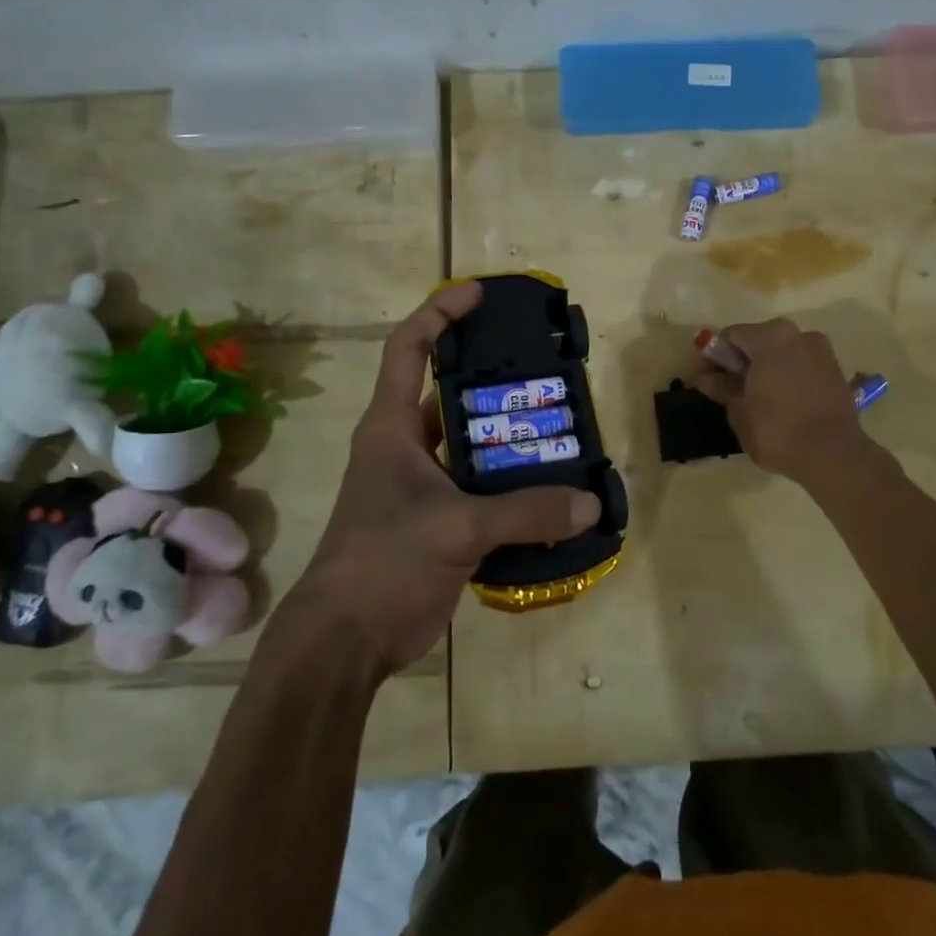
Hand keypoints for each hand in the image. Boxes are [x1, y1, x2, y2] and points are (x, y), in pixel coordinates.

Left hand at [281, 282, 600, 674]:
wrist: (346, 642)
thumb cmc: (383, 562)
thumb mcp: (456, 528)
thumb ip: (525, 513)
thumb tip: (590, 504)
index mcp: (392, 427)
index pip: (409, 349)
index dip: (439, 314)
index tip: (478, 294)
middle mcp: (407, 448)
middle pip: (452, 396)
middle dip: (496, 381)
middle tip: (547, 371)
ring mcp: (425, 488)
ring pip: (474, 448)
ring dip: (512, 441)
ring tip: (563, 428)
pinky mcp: (441, 524)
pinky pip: (486, 493)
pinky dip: (516, 490)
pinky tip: (555, 491)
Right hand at [691, 318, 869, 483]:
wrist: (833, 455)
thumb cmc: (777, 430)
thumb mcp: (739, 411)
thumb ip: (721, 388)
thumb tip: (705, 377)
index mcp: (771, 337)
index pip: (731, 336)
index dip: (713, 356)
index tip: (704, 378)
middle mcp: (798, 334)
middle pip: (758, 340)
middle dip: (740, 360)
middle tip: (727, 388)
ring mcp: (821, 351)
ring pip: (782, 352)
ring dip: (765, 367)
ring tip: (755, 396)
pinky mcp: (836, 370)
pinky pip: (801, 365)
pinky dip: (786, 375)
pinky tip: (780, 400)